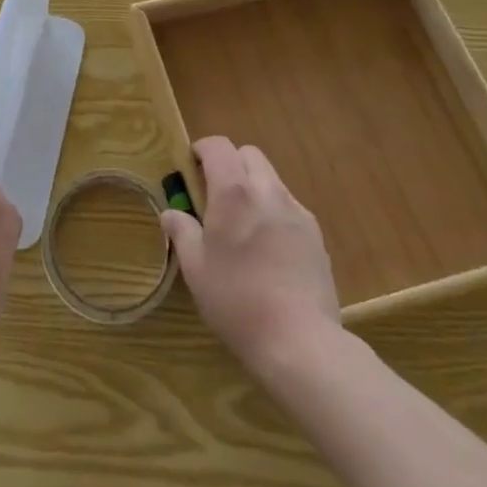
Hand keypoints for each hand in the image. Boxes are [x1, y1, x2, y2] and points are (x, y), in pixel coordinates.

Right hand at [161, 137, 340, 373]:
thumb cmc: (237, 301)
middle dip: (230, 164)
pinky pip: (289, 206)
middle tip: (215, 195)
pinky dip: (273, 211)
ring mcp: (296, 211)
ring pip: (271, 179)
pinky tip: (269, 248)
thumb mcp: (196, 269)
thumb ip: (182, 232)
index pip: (218, 146)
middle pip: (248, 154)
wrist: (300, 341)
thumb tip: (171, 213)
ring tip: (243, 224)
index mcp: (233, 192)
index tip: (191, 168)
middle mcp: (267, 190)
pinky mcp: (316, 234)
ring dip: (253, 186)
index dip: (202, 149)